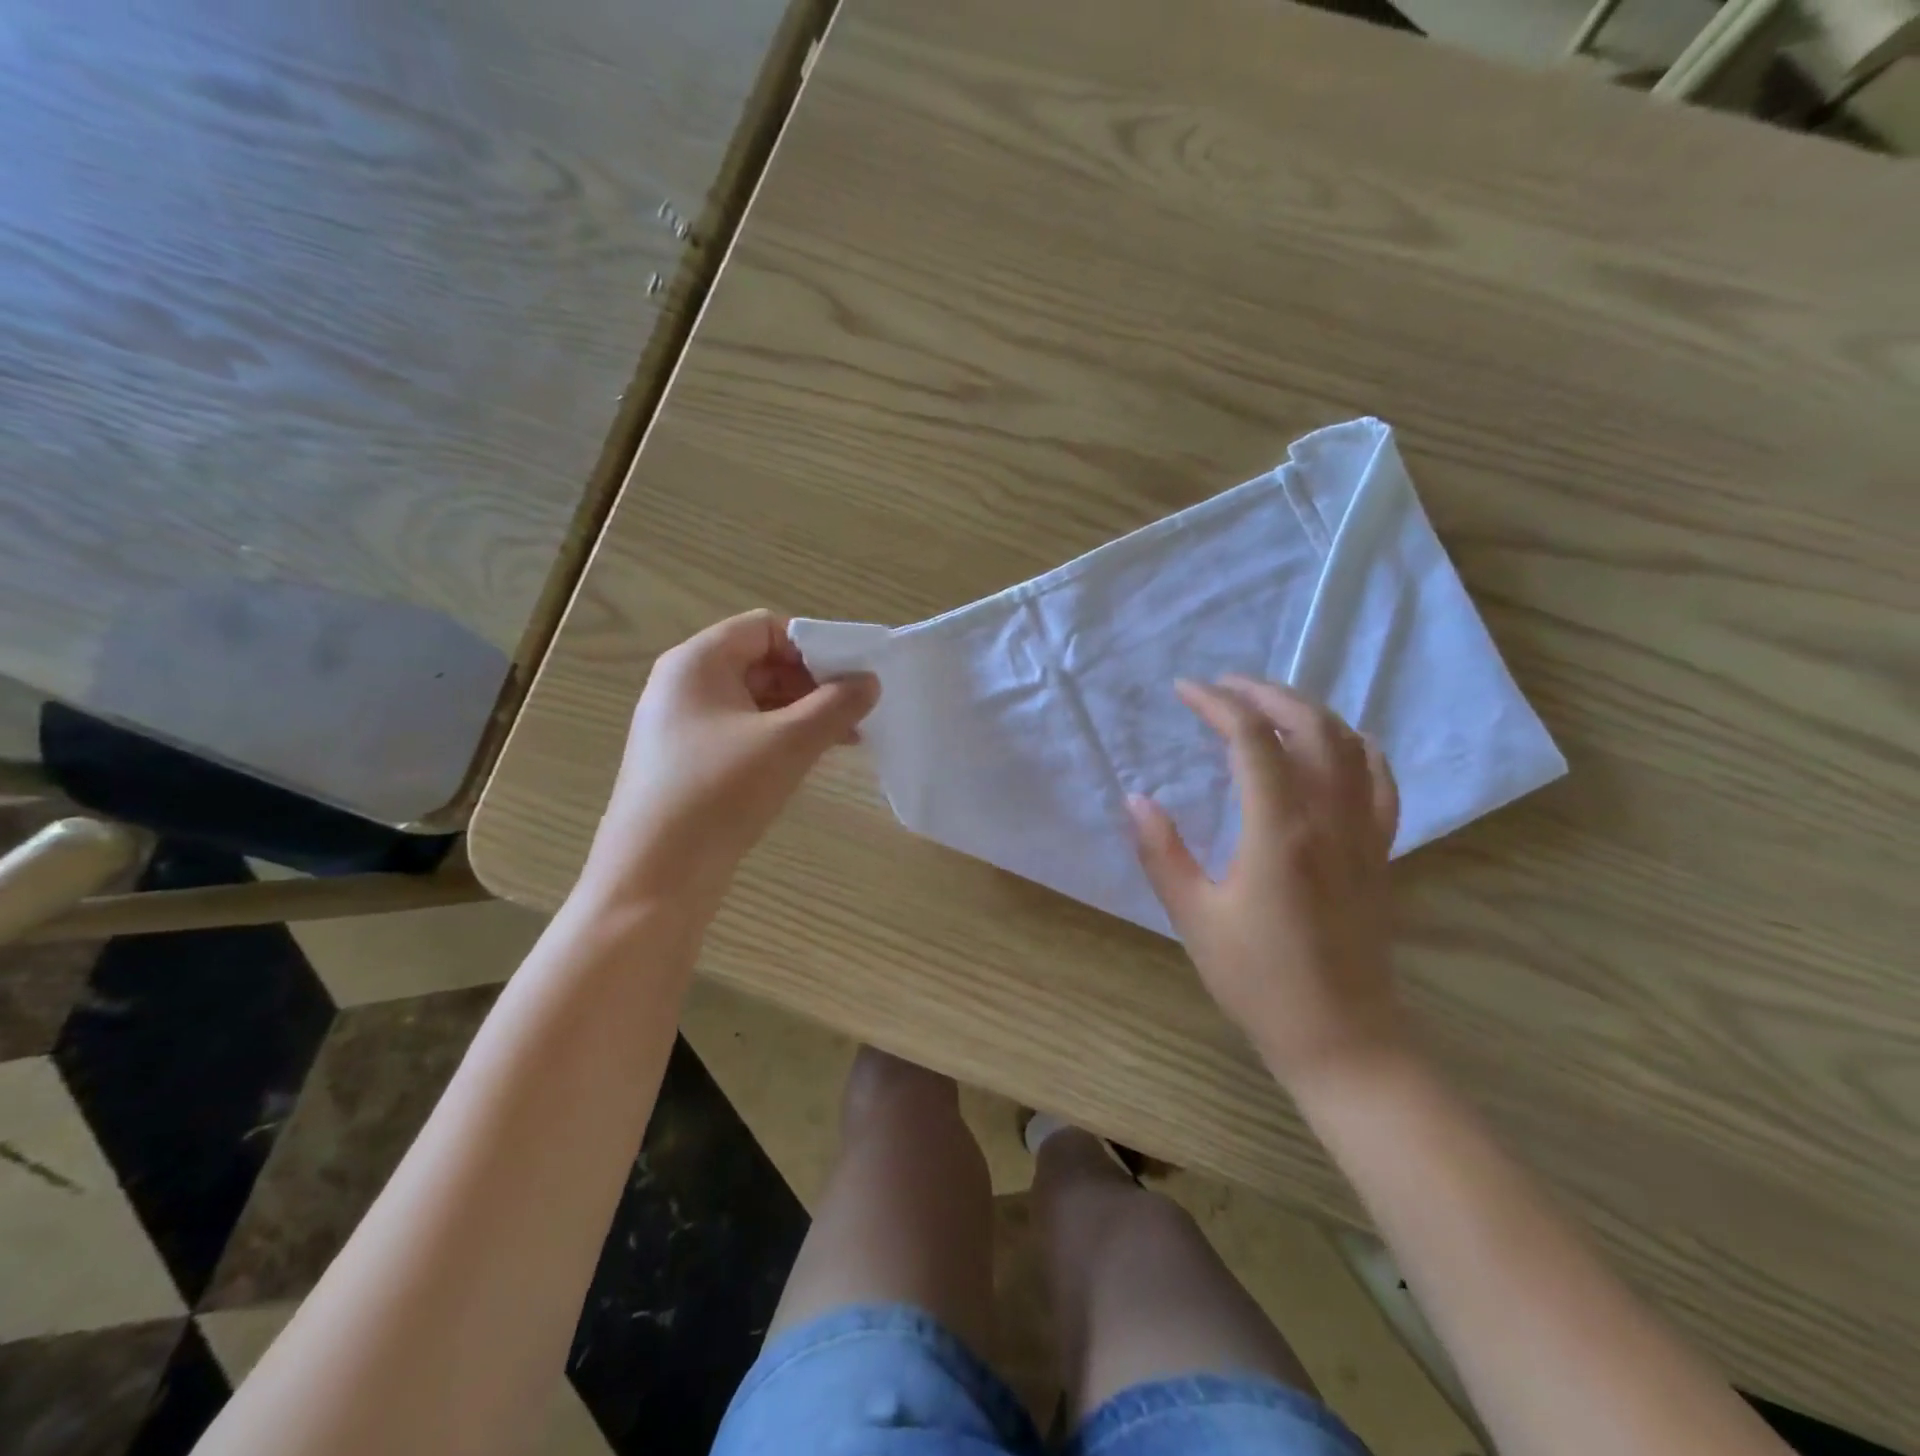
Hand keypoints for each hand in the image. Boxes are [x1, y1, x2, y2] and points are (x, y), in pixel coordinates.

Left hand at [580, 611, 877, 915]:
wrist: (653, 878)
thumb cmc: (719, 794)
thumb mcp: (788, 743)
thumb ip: (836, 705)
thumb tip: (870, 681)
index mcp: (696, 662)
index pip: (764, 628)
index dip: (811, 646)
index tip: (849, 679)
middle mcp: (683, 685)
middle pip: (759, 662)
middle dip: (811, 682)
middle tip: (853, 712)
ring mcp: (681, 727)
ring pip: (753, 701)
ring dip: (800, 713)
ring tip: (843, 739)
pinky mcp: (685, 763)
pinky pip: (741, 733)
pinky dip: (778, 738)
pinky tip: (808, 760)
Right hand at [1127, 676, 1408, 1089]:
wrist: (1343, 1039)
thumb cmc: (1259, 982)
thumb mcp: (1195, 918)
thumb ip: (1163, 853)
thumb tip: (1136, 799)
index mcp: (1280, 831)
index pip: (1252, 741)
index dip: (1217, 705)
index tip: (1184, 691)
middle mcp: (1329, 819)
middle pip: (1308, 727)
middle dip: (1264, 694)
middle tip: (1223, 686)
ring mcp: (1364, 833)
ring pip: (1348, 744)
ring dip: (1307, 711)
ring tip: (1268, 705)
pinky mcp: (1380, 852)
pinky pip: (1379, 780)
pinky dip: (1355, 746)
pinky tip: (1336, 744)